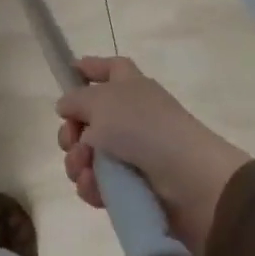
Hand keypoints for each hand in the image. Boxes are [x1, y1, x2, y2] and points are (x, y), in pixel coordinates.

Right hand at [55, 57, 249, 255]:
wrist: (188, 180)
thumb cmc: (143, 127)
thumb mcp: (101, 102)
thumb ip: (76, 100)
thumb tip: (66, 105)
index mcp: (130, 86)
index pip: (110, 68)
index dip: (91, 68)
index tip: (68, 74)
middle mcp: (132, 116)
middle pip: (89, 118)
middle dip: (71, 131)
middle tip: (71, 140)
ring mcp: (133, 152)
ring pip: (88, 155)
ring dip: (78, 162)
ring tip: (84, 168)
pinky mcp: (132, 186)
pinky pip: (99, 183)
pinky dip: (92, 185)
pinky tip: (93, 187)